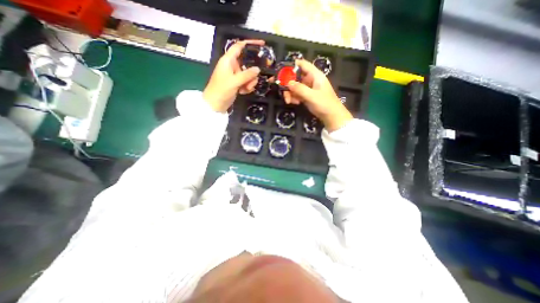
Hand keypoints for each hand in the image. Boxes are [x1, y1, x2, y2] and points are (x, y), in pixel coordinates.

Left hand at [202, 39, 263, 110]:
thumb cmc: (221, 90)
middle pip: (247, 63)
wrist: (215, 105)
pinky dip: (247, 86)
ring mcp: (234, 75)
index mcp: (228, 60)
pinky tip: (243, 92)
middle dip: (252, 72)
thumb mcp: (234, 82)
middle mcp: (232, 66)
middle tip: (254, 80)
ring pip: (248, 74)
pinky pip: (246, 81)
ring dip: (250, 82)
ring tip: (247, 89)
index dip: (250, 43)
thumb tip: (258, 69)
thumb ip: (247, 75)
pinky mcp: (236, 83)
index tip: (262, 44)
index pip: (239, 47)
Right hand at [283, 59, 354, 131]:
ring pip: (295, 86)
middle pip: (296, 77)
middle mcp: (311, 80)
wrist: (332, 116)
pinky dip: (294, 97)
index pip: (303, 64)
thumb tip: (288, 83)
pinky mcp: (306, 96)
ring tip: (289, 101)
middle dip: (288, 83)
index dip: (292, 65)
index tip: (281, 70)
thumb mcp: (312, 96)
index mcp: (315, 75)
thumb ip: (300, 89)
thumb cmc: (325, 104)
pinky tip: (295, 103)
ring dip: (290, 93)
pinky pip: (297, 94)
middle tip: (281, 90)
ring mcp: (308, 88)